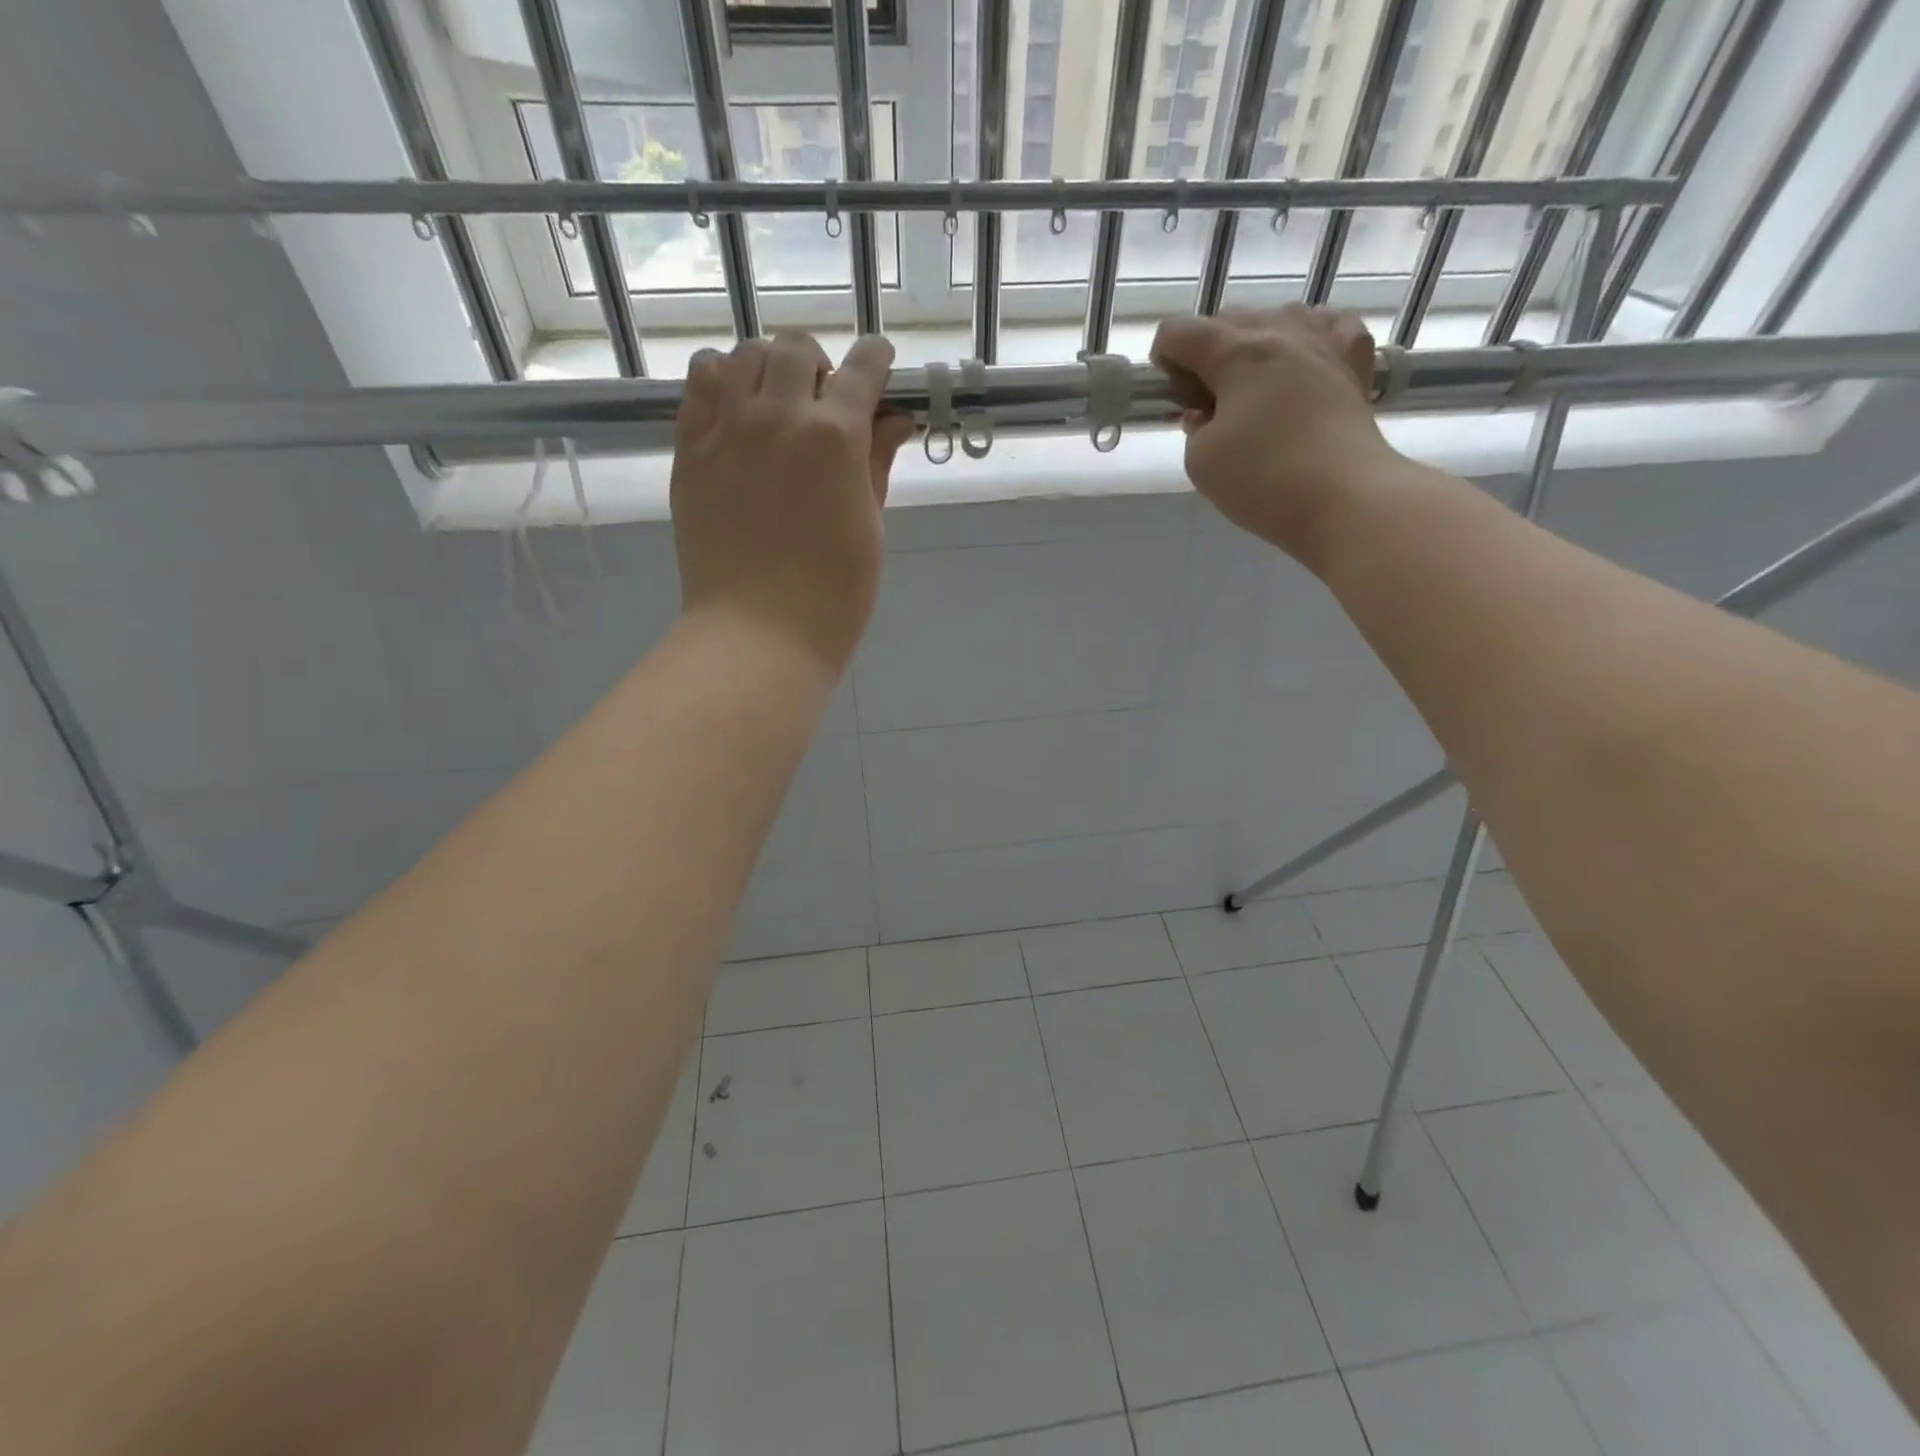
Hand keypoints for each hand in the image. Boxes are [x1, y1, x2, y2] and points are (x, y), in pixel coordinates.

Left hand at [671, 332, 914, 671]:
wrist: (759, 632)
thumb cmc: (834, 593)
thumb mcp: (870, 527)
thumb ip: (877, 464)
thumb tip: (894, 420)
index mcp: (836, 437)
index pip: (863, 369)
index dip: (877, 360)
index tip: (881, 367)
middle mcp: (779, 416)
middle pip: (796, 349)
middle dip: (820, 363)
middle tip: (824, 401)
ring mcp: (727, 430)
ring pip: (743, 356)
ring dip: (768, 367)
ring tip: (775, 402)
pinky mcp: (690, 450)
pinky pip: (699, 385)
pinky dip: (719, 381)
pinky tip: (734, 409)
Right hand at [1151, 305, 1404, 562]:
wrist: (1344, 499)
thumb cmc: (1262, 481)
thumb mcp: (1201, 461)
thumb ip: (1194, 428)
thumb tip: (1207, 413)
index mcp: (1237, 352)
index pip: (1179, 332)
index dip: (1164, 361)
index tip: (1171, 399)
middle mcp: (1281, 332)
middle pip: (1228, 320)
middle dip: (1206, 354)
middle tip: (1206, 404)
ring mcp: (1324, 342)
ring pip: (1278, 317)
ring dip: (1255, 343)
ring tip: (1252, 388)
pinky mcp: (1355, 364)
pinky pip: (1331, 326)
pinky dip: (1310, 337)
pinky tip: (1304, 361)